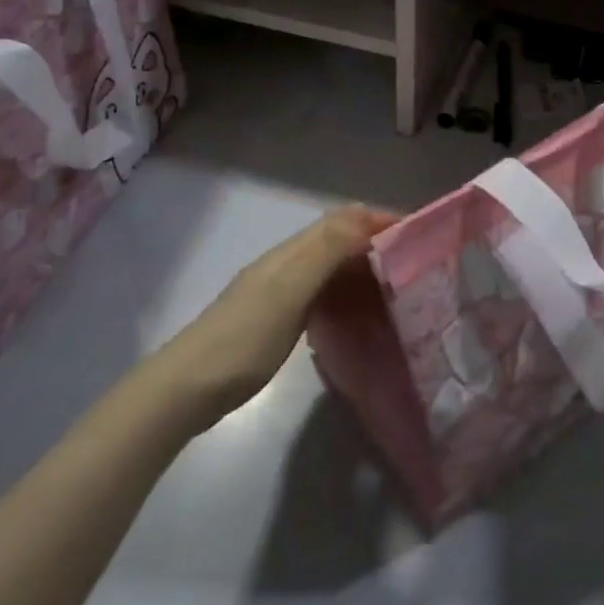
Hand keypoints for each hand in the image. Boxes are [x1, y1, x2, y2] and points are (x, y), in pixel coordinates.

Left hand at [140, 204, 396, 432]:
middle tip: (414, 266)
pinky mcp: (278, 316)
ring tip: (396, 288)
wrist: (186, 389)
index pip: (344, 219)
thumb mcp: (289, 291)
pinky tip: (359, 313)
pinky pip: (323, 292)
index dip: (380, 219)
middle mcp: (287, 263)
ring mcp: (280, 290)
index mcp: (292, 252)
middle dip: (377, 242)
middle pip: (339, 238)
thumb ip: (326, 251)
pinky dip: (347, 292)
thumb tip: (365, 215)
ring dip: (364, 267)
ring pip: (332, 265)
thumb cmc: (244, 339)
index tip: (417, 235)